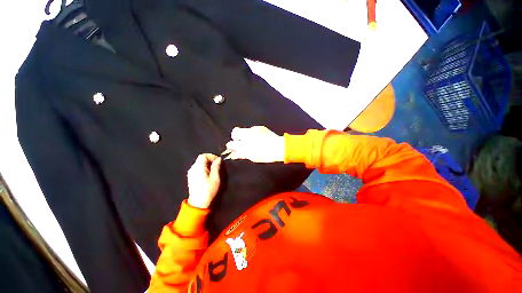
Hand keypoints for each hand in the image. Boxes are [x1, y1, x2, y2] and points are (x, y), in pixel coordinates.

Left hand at [187, 154, 221, 208]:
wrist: (198, 203)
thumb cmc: (209, 190)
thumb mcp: (216, 178)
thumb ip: (217, 166)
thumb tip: (219, 159)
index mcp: (198, 167)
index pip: (204, 155)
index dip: (212, 156)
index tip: (218, 161)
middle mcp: (193, 168)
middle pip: (201, 159)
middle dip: (210, 160)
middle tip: (217, 166)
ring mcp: (191, 173)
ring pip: (199, 164)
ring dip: (207, 165)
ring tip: (214, 171)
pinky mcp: (191, 178)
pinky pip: (197, 169)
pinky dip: (204, 169)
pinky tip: (208, 175)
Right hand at [223, 126, 284, 162]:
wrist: (279, 147)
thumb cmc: (266, 154)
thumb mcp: (252, 157)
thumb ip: (241, 154)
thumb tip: (235, 154)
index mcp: (244, 144)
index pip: (232, 143)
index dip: (231, 145)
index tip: (232, 146)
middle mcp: (247, 135)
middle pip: (235, 131)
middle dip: (236, 136)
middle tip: (240, 142)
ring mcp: (254, 129)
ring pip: (244, 130)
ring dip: (245, 134)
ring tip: (252, 141)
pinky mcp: (260, 127)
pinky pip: (253, 129)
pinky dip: (253, 133)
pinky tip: (259, 138)